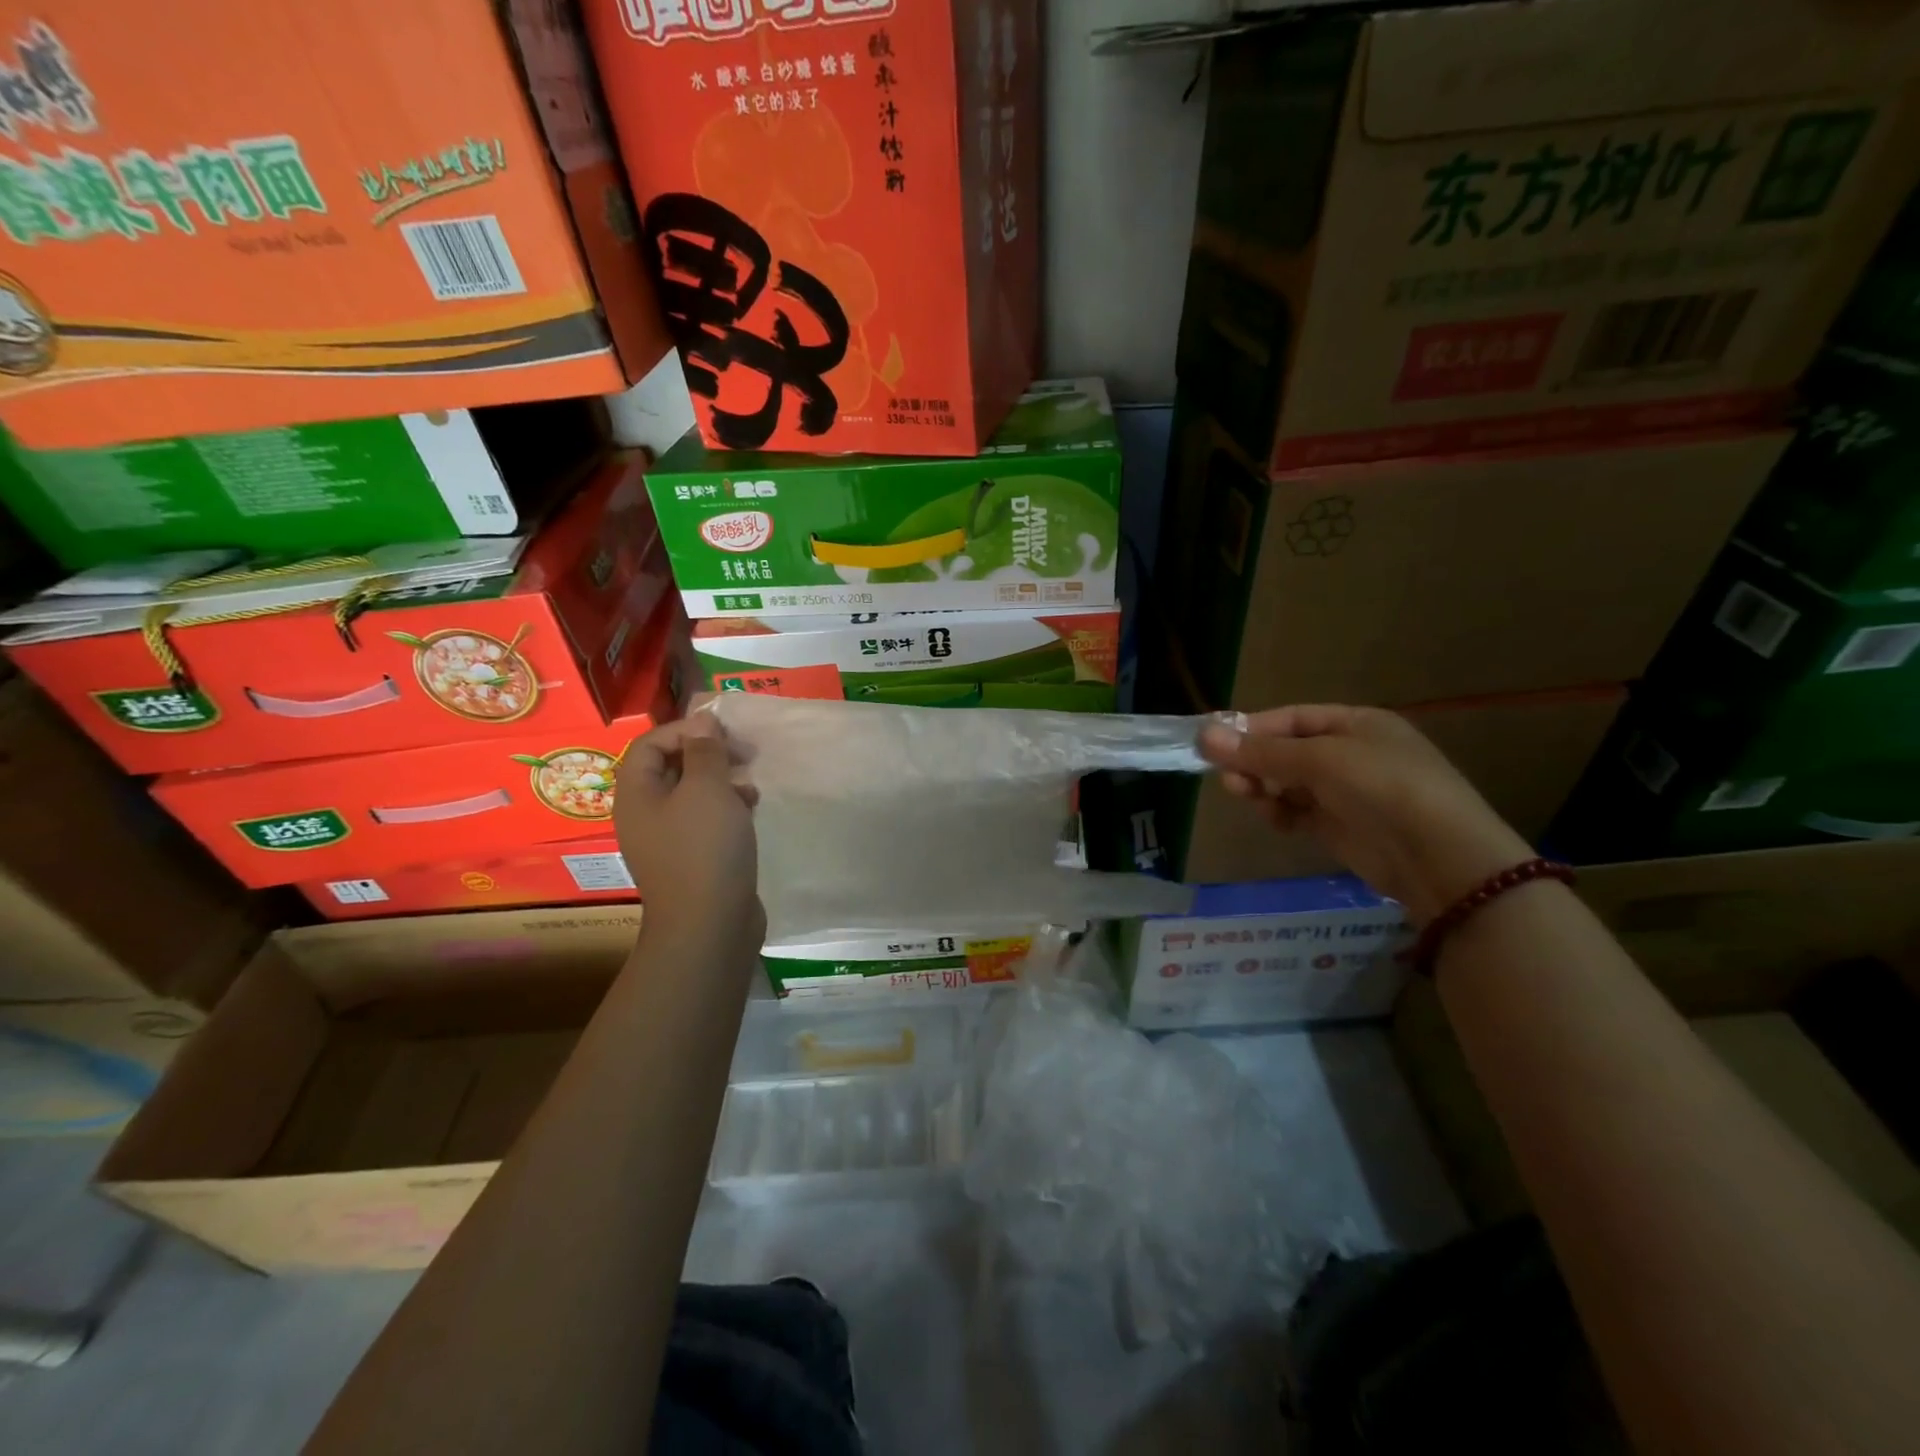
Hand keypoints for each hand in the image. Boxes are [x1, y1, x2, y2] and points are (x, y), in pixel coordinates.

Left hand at [615, 714, 762, 946]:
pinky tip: (751, 810)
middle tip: (745, 753)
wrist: (710, 925)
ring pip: (692, 794)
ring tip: (751, 783)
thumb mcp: (707, 789)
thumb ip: (705, 751)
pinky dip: (727, 808)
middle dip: (708, 754)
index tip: (724, 732)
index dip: (685, 729)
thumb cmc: (705, 848)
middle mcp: (645, 815)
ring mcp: (668, 840)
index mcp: (637, 794)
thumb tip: (702, 721)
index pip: (650, 744)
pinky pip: (705, 820)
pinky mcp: (692, 859)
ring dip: (722, 780)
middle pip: (671, 768)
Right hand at [1199, 704, 1533, 924]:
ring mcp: (1346, 792)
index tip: (1213, 742)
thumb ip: (1261, 751)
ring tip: (1244, 795)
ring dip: (1262, 786)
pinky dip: (1280, 812)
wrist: (1439, 857)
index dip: (1252, 728)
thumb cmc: (1382, 788)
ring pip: (1287, 783)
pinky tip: (1273, 818)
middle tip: (1226, 776)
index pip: (1292, 718)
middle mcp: (1350, 754)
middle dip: (1254, 761)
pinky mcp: (1340, 827)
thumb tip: (1203, 735)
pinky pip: (1297, 812)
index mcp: (1356, 724)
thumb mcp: (1320, 760)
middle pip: (1286, 751)